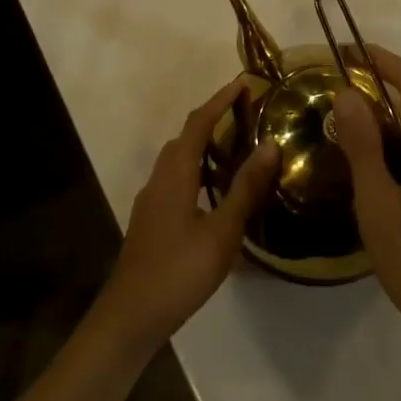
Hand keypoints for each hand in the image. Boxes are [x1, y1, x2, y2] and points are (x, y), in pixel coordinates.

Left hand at [96, 80, 279, 356]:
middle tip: (246, 114)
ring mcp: (152, 199)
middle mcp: (160, 177)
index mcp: (176, 173)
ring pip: (179, 159)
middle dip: (213, 118)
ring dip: (204, 145)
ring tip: (236, 148)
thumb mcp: (222, 232)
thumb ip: (246, 187)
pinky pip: (176, 177)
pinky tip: (215, 191)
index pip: (199, 123)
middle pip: (186, 136)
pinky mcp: (151, 218)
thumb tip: (270, 144)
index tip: (243, 83)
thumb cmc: (179, 271)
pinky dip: (197, 169)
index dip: (220, 100)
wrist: (130, 317)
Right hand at [332, 46, 400, 383]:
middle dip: (375, 91)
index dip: (377, 58)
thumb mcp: (380, 204)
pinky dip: (398, 148)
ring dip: (384, 123)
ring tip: (341, 130)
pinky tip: (370, 168)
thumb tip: (347, 93)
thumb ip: (363, 145)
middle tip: (331, 97)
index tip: (343, 50)